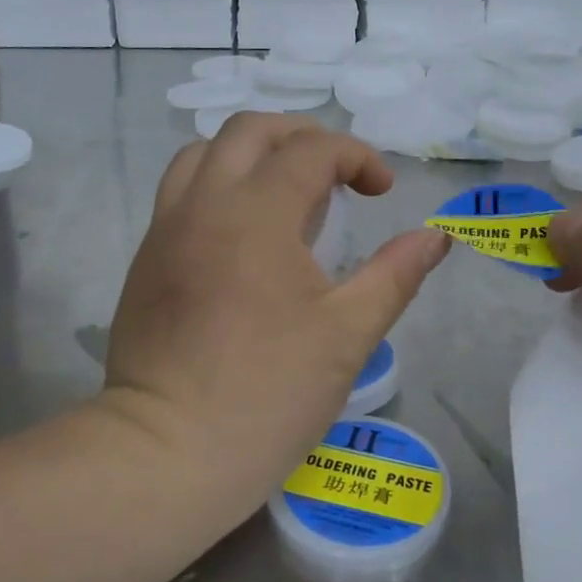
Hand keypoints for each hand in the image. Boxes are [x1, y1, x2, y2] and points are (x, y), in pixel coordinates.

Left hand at [102, 114, 450, 503]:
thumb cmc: (268, 393)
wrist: (168, 451)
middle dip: (301, 136)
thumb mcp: (348, 334)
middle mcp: (203, 203)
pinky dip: (216, 184)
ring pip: (202, 154)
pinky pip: (179, 192)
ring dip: (249, 153)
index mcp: (256, 213)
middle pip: (248, 130)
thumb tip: (436, 236)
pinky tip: (242, 232)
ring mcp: (165, 229)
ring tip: (284, 190)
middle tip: (335, 174)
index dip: (356, 157)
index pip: (310, 150)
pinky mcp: (145, 259)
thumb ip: (395, 274)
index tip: (381, 191)